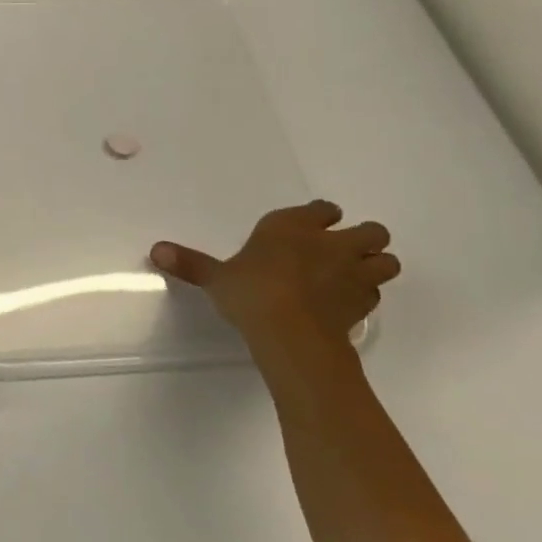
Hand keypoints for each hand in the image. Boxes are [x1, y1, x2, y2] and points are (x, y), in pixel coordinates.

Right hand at [151, 200, 399, 342]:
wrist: (290, 332)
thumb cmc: (250, 292)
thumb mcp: (216, 277)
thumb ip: (190, 263)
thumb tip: (155, 249)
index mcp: (293, 226)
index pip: (322, 209)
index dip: (320, 216)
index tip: (313, 225)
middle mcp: (331, 243)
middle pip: (371, 231)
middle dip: (363, 238)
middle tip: (342, 252)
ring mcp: (353, 273)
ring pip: (386, 260)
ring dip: (375, 265)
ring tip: (353, 277)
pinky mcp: (364, 304)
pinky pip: (375, 294)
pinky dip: (366, 296)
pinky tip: (346, 304)